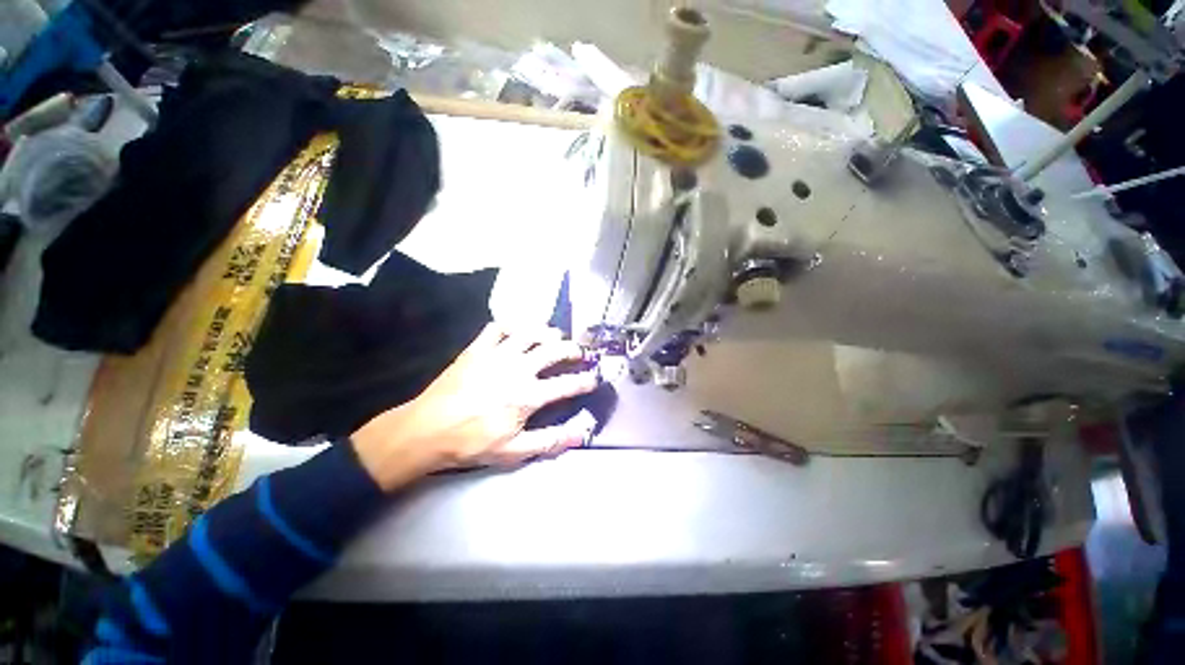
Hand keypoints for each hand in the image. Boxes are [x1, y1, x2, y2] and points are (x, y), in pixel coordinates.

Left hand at [350, 323, 599, 489]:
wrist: (426, 430)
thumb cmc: (471, 443)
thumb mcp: (513, 451)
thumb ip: (549, 441)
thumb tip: (580, 433)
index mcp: (528, 395)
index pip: (567, 384)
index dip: (586, 381)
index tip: (594, 378)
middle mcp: (517, 369)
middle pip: (554, 350)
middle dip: (572, 349)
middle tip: (578, 353)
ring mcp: (497, 354)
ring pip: (530, 332)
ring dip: (547, 332)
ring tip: (555, 337)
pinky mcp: (477, 349)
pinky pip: (498, 327)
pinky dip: (512, 326)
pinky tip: (517, 332)